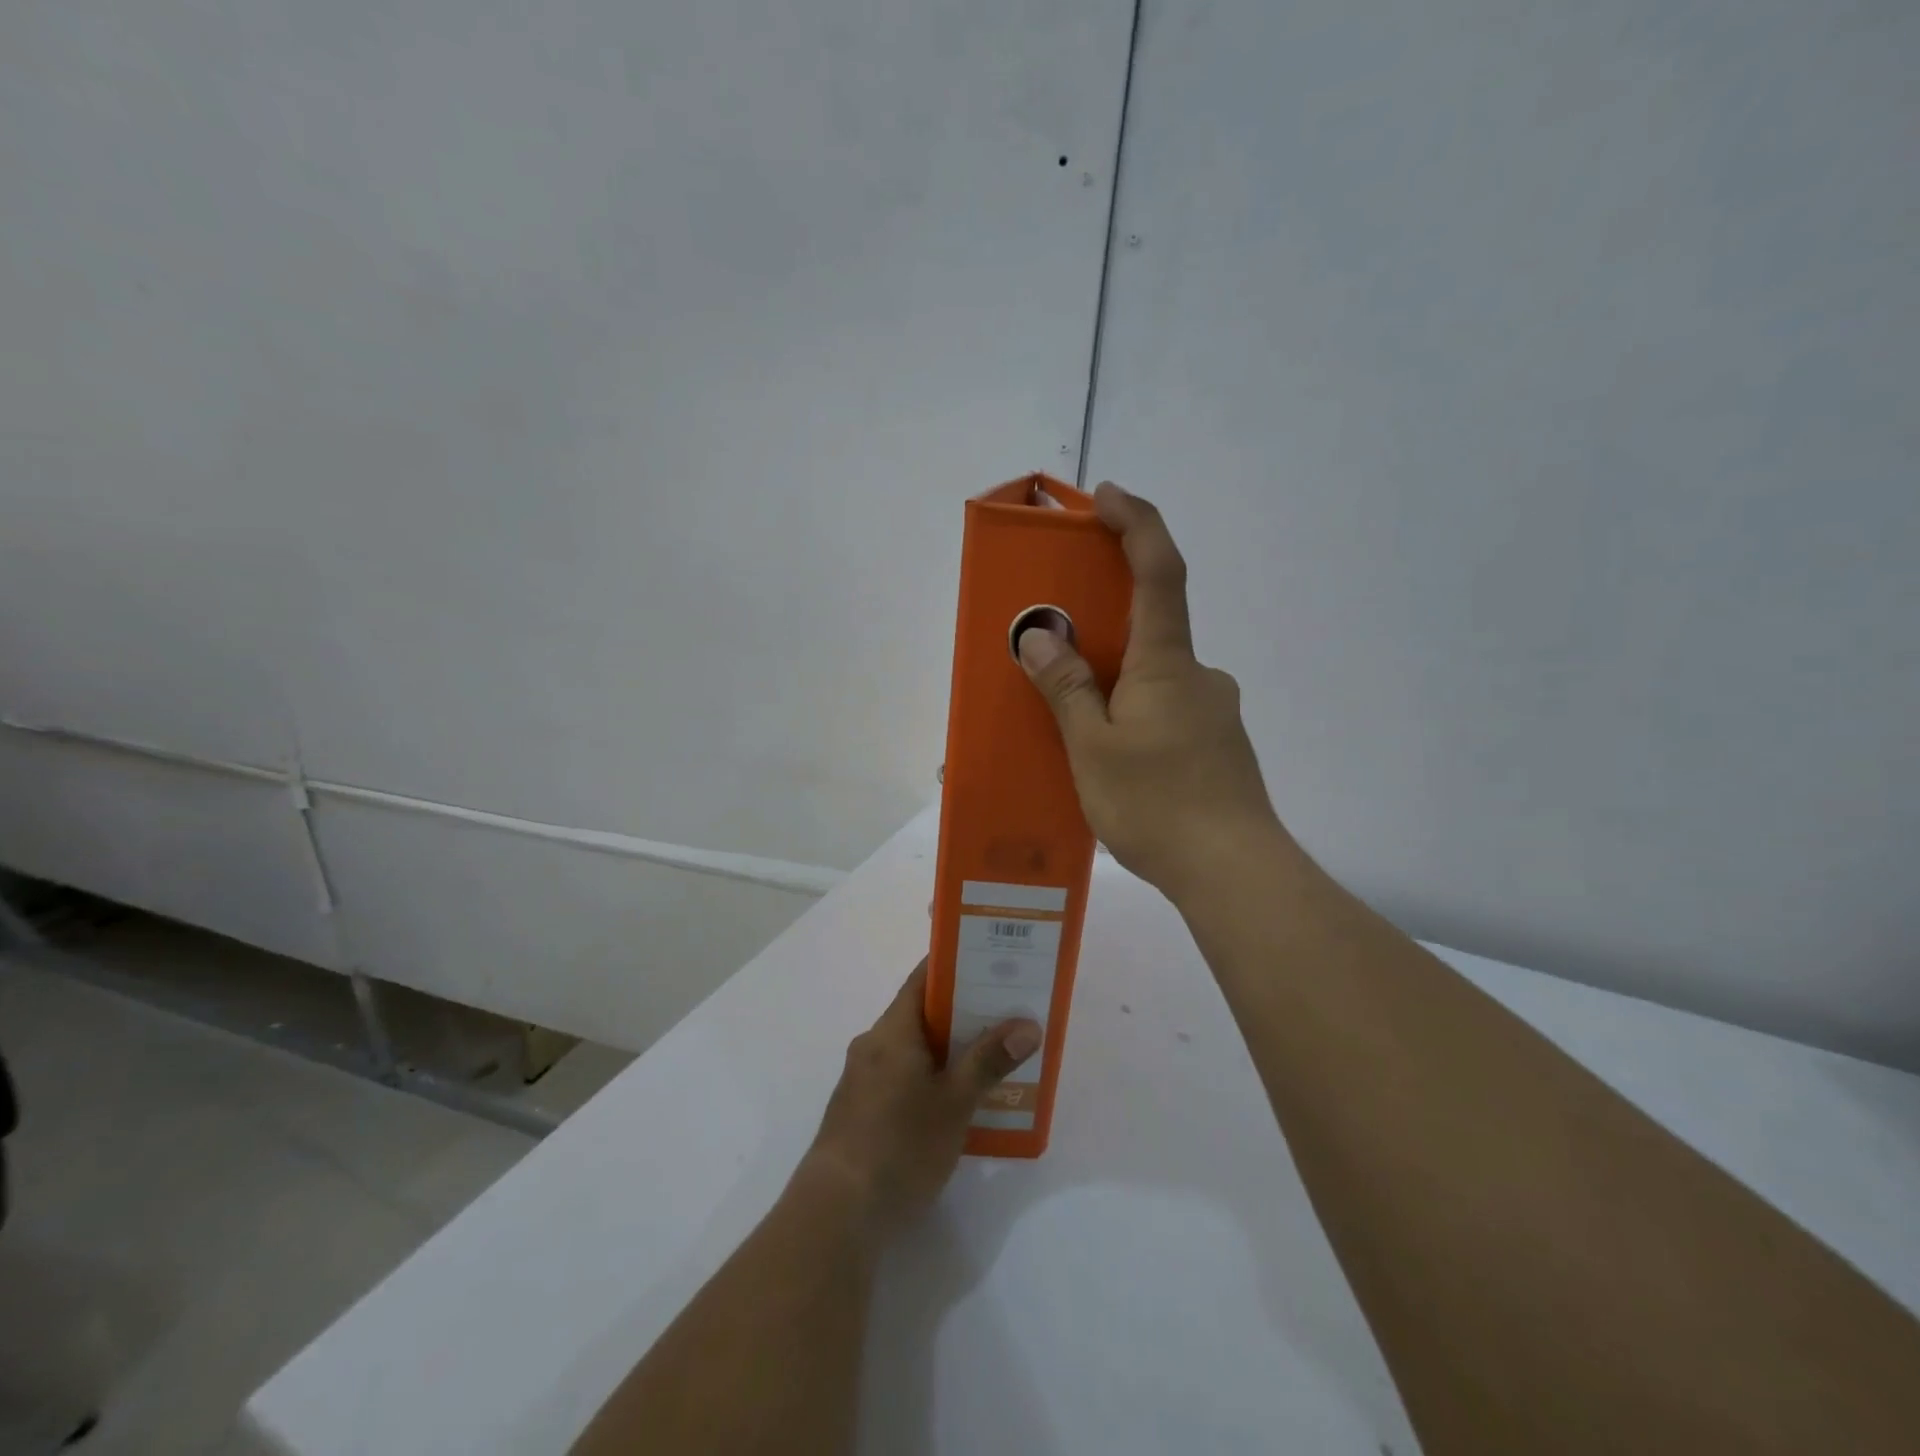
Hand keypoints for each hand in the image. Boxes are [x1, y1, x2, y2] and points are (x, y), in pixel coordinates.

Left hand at [804, 962, 1040, 1239]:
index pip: (924, 979)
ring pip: (914, 1050)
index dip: (957, 967)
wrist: (836, 1214)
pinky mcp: (861, 1112)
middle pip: (922, 1014)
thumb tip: (1027, 1024)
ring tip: (993, 1058)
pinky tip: (959, 1103)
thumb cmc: (899, 1145)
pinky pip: (902, 1078)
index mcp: (892, 1030)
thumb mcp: (954, 1103)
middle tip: (1007, 1014)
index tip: (993, 964)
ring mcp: (863, 1080)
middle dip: (963, 1013)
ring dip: (949, 1051)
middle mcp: (873, 1045)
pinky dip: (931, 1078)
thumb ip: (989, 1060)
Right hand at [1017, 482, 1284, 905]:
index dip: (1136, 523)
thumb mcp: (1092, 748)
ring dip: (1117, 685)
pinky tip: (1113, 761)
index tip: (1107, 495)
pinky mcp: (1218, 747)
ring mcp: (1213, 712)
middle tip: (1058, 653)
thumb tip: (1041, 639)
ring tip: (1075, 729)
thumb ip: (1067, 689)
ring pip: (1155, 679)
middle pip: (1151, 627)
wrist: (1234, 871)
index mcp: (1167, 663)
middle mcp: (1198, 675)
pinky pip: (1167, 713)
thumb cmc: (1158, 803)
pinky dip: (1135, 717)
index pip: (1158, 571)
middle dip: (1104, 627)